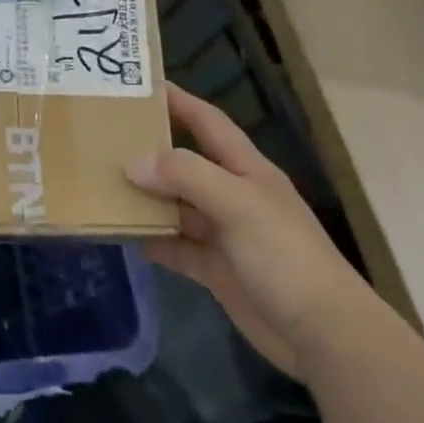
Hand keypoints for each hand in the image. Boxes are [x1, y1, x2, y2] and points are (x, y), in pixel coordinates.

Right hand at [126, 85, 376, 377]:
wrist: (324, 336)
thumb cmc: (285, 256)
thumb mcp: (237, 204)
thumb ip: (185, 175)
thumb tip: (132, 162)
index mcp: (245, 169)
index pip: (206, 121)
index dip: (177, 100)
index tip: (137, 86)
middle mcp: (231, 194)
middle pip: (184, 162)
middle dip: (148, 149)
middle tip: (102, 138)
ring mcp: (223, 233)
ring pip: (175, 205)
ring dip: (144, 196)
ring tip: (100, 183)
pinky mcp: (215, 268)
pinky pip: (174, 245)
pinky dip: (151, 239)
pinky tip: (121, 234)